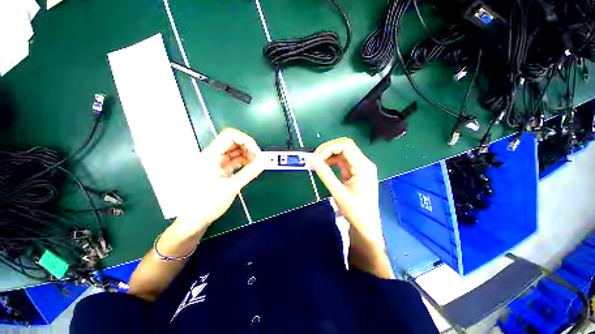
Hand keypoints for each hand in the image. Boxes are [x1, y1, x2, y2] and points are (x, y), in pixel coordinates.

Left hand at [176, 128, 265, 234]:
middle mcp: (212, 156)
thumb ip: (250, 172)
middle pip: (233, 142)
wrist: (193, 220)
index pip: (230, 136)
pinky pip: (233, 161)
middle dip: (248, 148)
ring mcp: (215, 163)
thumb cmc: (208, 204)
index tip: (257, 153)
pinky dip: (243, 162)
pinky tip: (251, 168)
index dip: (247, 141)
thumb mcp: (232, 187)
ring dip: (247, 155)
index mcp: (210, 156)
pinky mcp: (219, 170)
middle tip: (259, 159)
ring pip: (234, 151)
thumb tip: (265, 160)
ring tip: (257, 164)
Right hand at [309, 138, 392, 277]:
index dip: (328, 148)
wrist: (367, 226)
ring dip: (330, 154)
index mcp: (363, 166)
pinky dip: (333, 161)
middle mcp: (364, 163)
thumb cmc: (355, 211)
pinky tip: (325, 166)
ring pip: (344, 152)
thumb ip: (324, 173)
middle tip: (315, 158)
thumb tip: (310, 158)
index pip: (346, 146)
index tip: (315, 158)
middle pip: (345, 145)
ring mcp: (361, 167)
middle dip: (328, 149)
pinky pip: (344, 160)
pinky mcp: (357, 171)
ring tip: (318, 163)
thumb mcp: (337, 192)